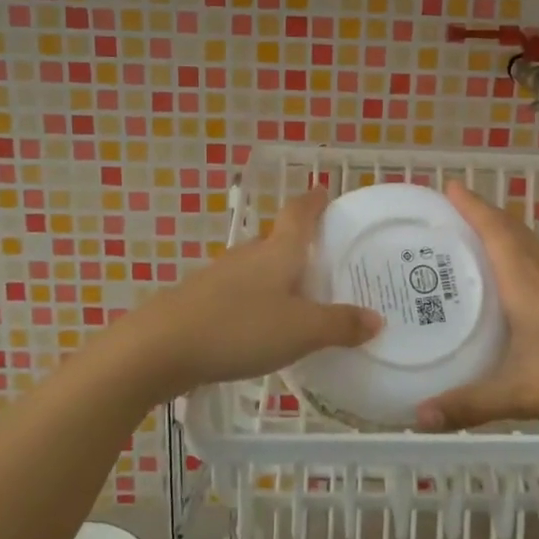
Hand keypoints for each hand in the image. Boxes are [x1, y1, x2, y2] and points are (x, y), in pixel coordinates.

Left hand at [121, 187, 381, 393]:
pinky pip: (240, 292)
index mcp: (277, 251)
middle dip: (299, 245)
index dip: (314, 201)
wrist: (161, 347)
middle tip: (325, 259)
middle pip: (277, 239)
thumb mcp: (301, 331)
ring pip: (257, 267)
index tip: (324, 191)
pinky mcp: (201, 301)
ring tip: (299, 295)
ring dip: (277, 275)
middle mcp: (249, 255)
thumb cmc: (240, 328)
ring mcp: (220, 276)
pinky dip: (257, 300)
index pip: (299, 213)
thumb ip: (340, 325)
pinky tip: (261, 324)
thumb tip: (377, 320)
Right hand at [416, 181, 538, 432]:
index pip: (494, 230)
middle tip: (449, 213)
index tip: (449, 184)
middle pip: (511, 230)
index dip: (471, 206)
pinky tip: (509, 288)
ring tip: (470, 244)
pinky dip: (516, 260)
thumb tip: (419, 417)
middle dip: (481, 215)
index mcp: (526, 281)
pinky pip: (538, 267)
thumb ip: (470, 404)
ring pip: (527, 248)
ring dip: (500, 236)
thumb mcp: (522, 393)